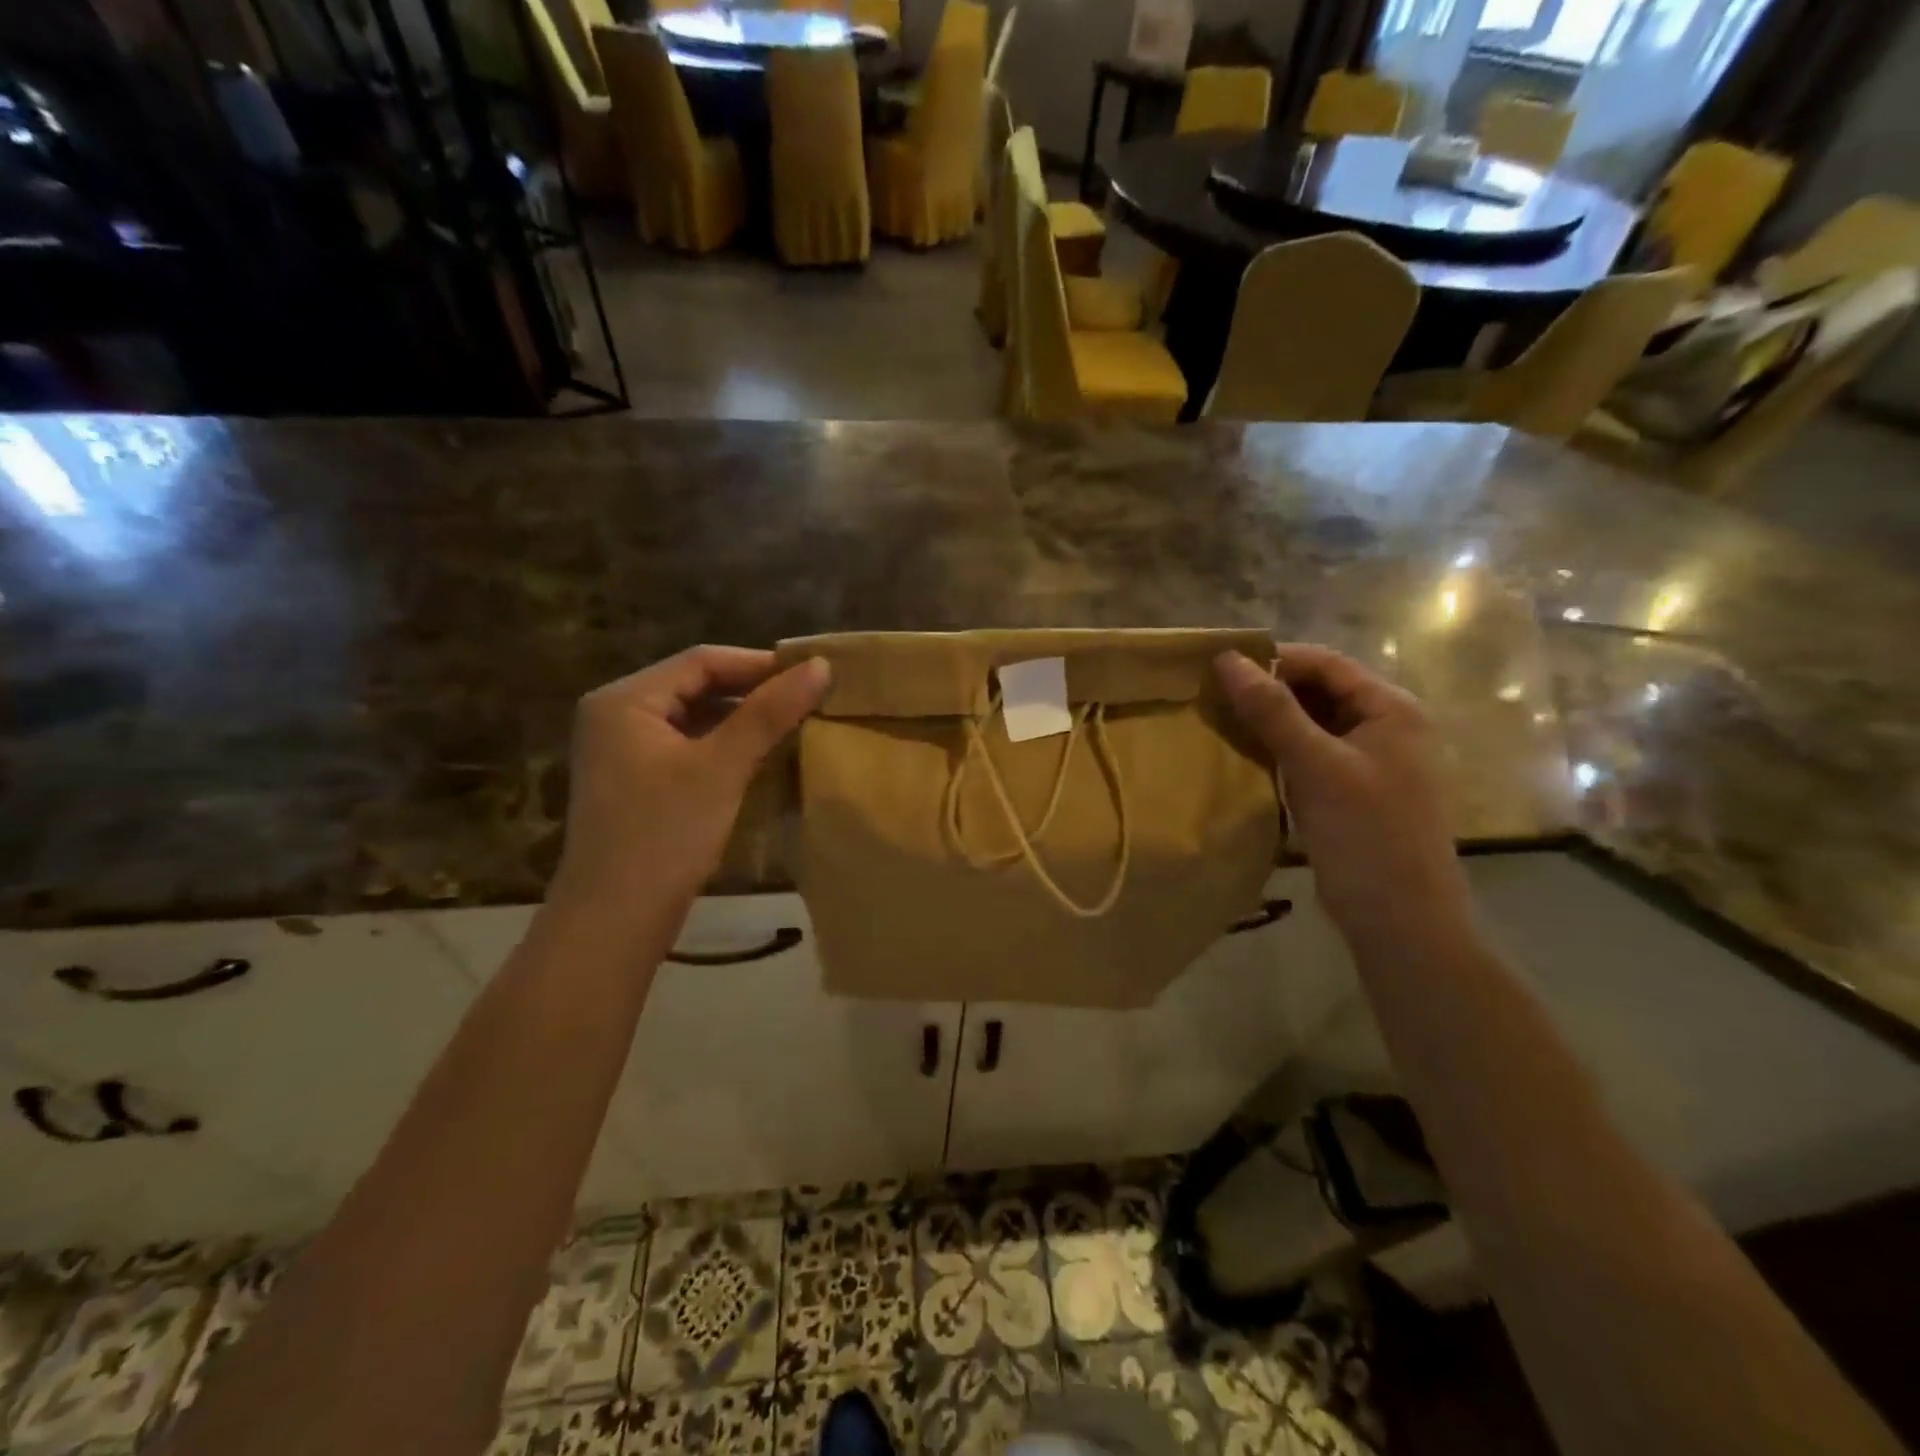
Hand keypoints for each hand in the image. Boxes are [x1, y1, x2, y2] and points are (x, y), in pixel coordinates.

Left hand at [548, 646, 830, 929]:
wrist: (615, 920)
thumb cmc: (665, 834)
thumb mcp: (722, 767)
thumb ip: (769, 713)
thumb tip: (821, 666)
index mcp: (625, 700)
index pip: (702, 661)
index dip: (760, 664)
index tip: (812, 674)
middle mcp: (617, 716)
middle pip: (696, 686)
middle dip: (752, 691)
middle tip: (808, 699)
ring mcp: (624, 751)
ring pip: (694, 718)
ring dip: (742, 719)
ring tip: (793, 724)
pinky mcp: (636, 782)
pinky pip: (688, 747)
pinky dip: (725, 746)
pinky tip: (760, 756)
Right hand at [1216, 645, 1469, 947]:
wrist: (1399, 920)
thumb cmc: (1365, 834)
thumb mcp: (1316, 765)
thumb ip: (1272, 710)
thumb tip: (1227, 660)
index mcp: (1391, 709)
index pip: (1325, 663)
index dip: (1274, 660)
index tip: (1219, 669)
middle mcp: (1385, 727)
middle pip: (1319, 691)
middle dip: (1268, 691)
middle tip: (1212, 699)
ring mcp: (1369, 762)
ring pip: (1311, 724)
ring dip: (1269, 722)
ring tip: (1219, 724)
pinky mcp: (1350, 792)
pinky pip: (1309, 756)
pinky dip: (1278, 751)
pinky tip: (1244, 758)